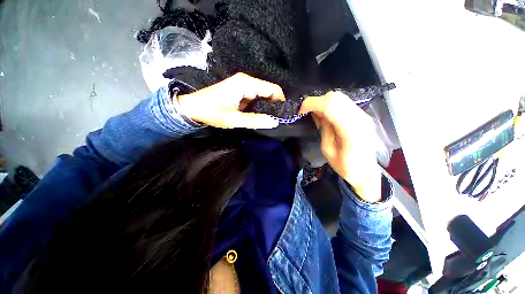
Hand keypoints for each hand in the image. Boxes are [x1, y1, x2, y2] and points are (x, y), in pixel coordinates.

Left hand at [177, 73, 284, 128]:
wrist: (192, 108)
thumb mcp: (234, 119)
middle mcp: (246, 81)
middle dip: (274, 105)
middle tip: (276, 119)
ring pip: (263, 95)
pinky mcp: (240, 91)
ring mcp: (243, 86)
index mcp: (246, 84)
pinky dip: (260, 107)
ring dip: (267, 107)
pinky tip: (259, 116)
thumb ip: (255, 120)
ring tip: (269, 119)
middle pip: (269, 91)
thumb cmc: (211, 112)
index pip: (272, 89)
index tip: (283, 115)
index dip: (281, 101)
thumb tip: (275, 122)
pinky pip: (256, 98)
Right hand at [300, 91, 380, 201]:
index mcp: (351, 130)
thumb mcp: (327, 150)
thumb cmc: (345, 167)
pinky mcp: (362, 115)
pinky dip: (330, 105)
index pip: (330, 105)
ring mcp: (363, 115)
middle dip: (316, 102)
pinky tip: (326, 116)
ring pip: (339, 97)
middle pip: (335, 97)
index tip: (300, 112)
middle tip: (307, 113)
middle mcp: (360, 117)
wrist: (366, 172)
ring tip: (315, 114)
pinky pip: (343, 102)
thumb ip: (323, 128)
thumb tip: (316, 113)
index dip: (311, 104)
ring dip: (323, 103)